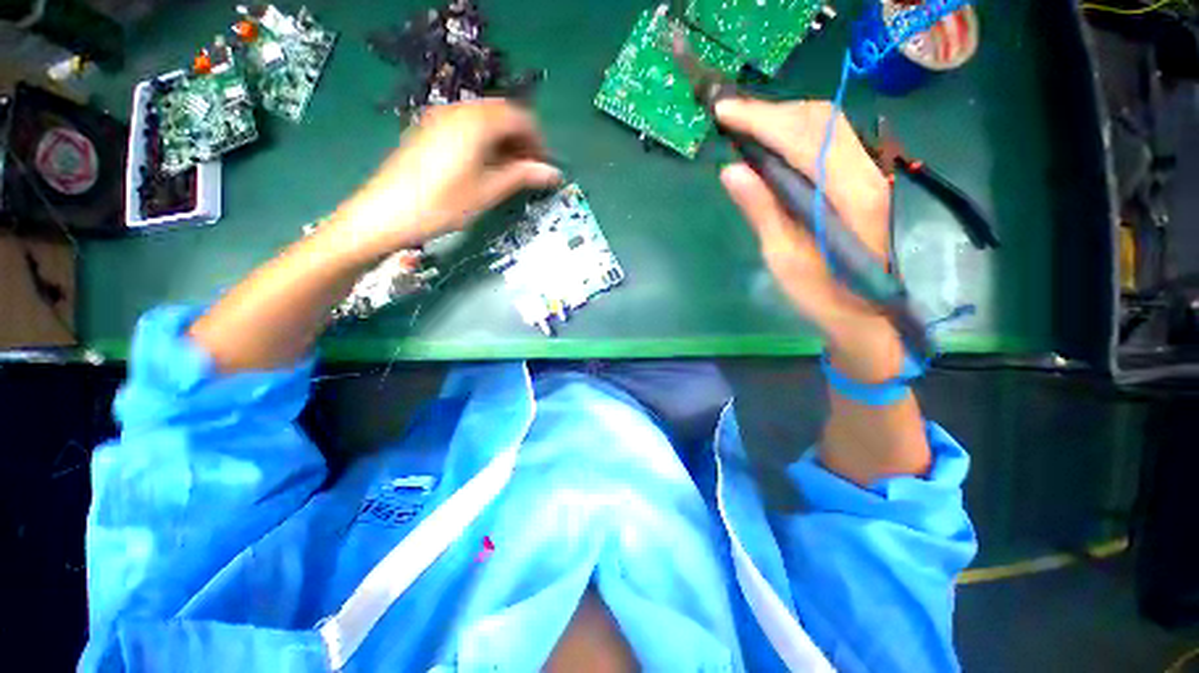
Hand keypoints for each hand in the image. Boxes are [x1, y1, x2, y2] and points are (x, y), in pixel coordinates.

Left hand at [328, 99, 561, 262]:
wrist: (386, 213)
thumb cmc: (443, 204)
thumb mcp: (488, 191)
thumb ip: (522, 176)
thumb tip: (553, 173)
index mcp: (476, 122)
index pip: (520, 117)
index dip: (538, 141)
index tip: (544, 167)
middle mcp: (458, 111)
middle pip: (502, 115)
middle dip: (521, 140)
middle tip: (530, 171)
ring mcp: (440, 118)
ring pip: (484, 120)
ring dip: (504, 141)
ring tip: (510, 172)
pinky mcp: (429, 130)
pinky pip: (467, 127)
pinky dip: (484, 142)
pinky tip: (485, 167)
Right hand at [716, 99, 903, 382]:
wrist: (868, 313)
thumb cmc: (822, 295)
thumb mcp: (784, 258)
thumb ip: (761, 211)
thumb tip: (732, 170)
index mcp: (849, 198)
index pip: (803, 139)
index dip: (762, 120)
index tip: (723, 112)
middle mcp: (867, 174)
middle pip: (819, 120)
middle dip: (771, 112)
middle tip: (730, 117)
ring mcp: (871, 173)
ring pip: (828, 123)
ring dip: (784, 117)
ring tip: (747, 125)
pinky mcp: (865, 178)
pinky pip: (832, 138)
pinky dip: (799, 130)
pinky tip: (775, 141)